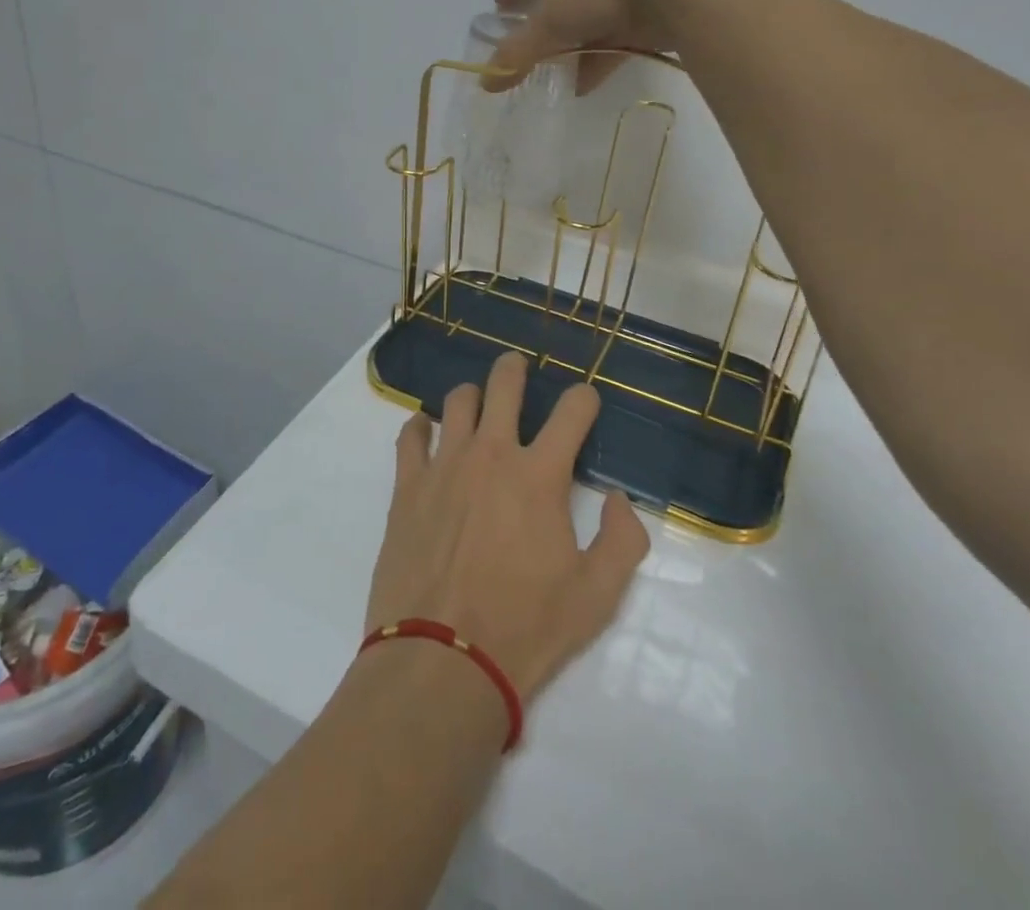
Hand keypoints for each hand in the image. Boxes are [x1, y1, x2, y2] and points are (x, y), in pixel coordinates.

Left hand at [365, 352, 650, 700]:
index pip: (572, 411)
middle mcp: (491, 455)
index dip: (584, 399)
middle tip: (518, 369)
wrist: (443, 659)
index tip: (585, 403)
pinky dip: (420, 427)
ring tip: (476, 408)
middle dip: (516, 369)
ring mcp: (444, 465)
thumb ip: (622, 540)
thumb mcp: (597, 596)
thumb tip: (616, 498)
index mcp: (540, 475)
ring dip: (472, 398)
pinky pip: (410, 436)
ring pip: (457, 402)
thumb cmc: (525, 628)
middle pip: (504, 384)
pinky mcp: (408, 486)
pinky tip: (426, 434)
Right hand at [487, 0, 719, 92]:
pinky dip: (602, 56)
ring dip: (575, 43)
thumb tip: (485, 82)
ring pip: (595, 14)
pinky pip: (621, 33)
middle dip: (548, 18)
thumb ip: (519, 51)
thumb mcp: (553, 20)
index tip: (498, 3)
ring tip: (556, 72)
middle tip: (530, 42)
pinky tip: (587, 83)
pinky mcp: (660, 3)